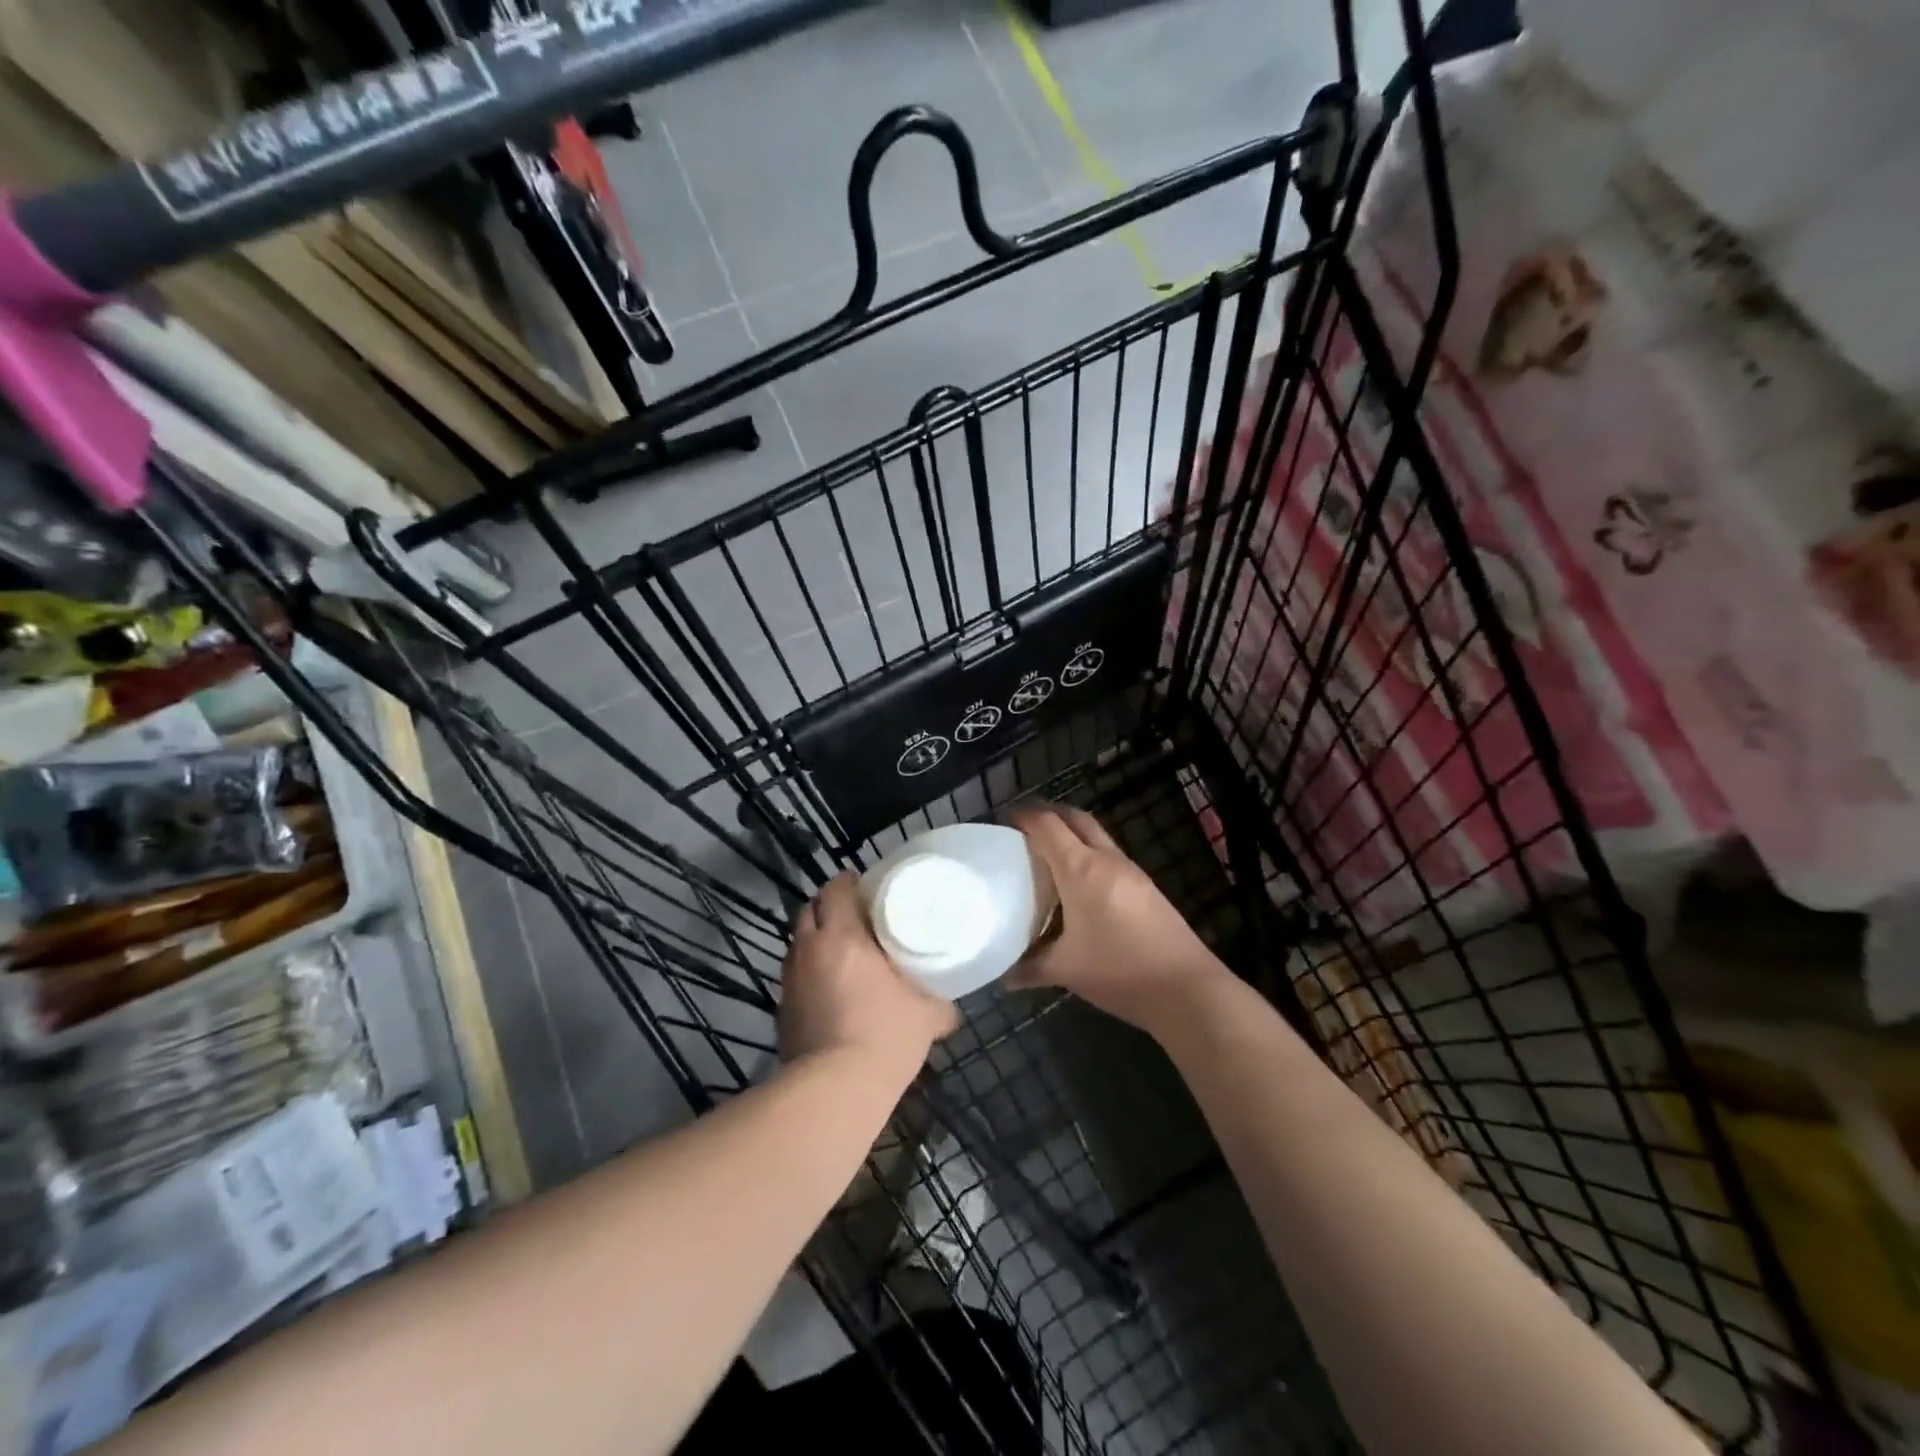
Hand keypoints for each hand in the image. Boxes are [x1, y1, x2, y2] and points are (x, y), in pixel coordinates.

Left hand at [779, 873, 957, 1076]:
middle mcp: (809, 949)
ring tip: (840, 949)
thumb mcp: (926, 1016)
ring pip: (798, 942)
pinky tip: (829, 987)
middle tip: (853, 914)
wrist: (834, 1089)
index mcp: (843, 936)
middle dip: (828, 906)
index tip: (865, 884)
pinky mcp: (782, 1008)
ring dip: (815, 938)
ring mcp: (790, 979)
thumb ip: (940, 1004)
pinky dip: (809, 970)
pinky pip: (794, 974)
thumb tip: (951, 1009)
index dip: (848, 882)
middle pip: (809, 910)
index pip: (836, 890)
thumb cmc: (884, 1036)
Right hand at [1009, 805, 1232, 1035]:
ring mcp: (1131, 871)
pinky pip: (1109, 856)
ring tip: (1048, 856)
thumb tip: (1003, 975)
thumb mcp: (1066, 970)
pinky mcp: (1146, 886)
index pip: (1047, 825)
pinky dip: (1089, 855)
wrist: (1186, 988)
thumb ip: (1030, 967)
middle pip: (1075, 818)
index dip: (1023, 816)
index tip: (1003, 821)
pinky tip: (1079, 884)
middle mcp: (1106, 859)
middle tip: (1024, 831)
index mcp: (1081, 869)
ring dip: (1072, 834)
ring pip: (1096, 836)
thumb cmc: (1118, 971)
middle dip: (1049, 815)